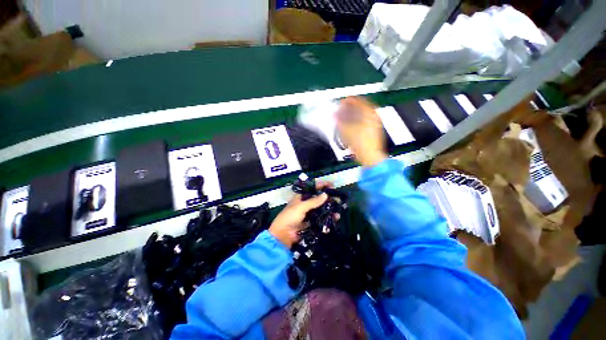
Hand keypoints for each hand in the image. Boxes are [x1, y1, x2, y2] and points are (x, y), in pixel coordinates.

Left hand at [269, 181, 332, 247]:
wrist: (283, 235)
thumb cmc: (289, 217)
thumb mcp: (300, 207)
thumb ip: (313, 201)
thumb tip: (326, 195)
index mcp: (301, 197)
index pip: (312, 188)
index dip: (321, 185)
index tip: (331, 185)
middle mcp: (306, 204)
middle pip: (319, 199)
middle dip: (328, 199)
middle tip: (338, 199)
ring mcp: (309, 214)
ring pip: (321, 209)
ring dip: (330, 210)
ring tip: (338, 212)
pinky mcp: (311, 223)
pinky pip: (321, 219)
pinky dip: (328, 219)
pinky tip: (334, 219)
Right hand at [335, 97, 386, 166]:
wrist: (370, 156)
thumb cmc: (361, 144)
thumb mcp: (346, 131)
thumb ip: (339, 121)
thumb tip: (334, 115)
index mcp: (370, 113)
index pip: (358, 101)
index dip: (348, 101)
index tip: (341, 103)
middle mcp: (374, 116)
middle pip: (361, 107)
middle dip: (350, 109)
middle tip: (342, 110)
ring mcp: (376, 124)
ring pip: (362, 115)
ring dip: (353, 115)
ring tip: (345, 118)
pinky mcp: (374, 131)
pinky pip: (364, 121)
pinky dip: (357, 121)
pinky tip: (351, 126)